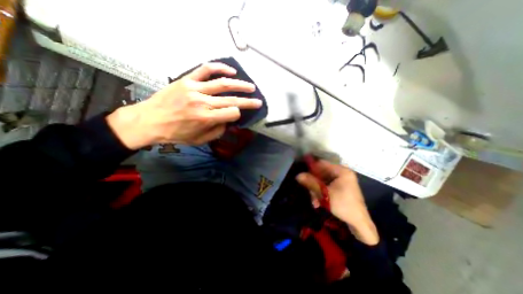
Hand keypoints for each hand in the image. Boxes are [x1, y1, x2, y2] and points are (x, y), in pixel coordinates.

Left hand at [105, 62, 261, 148]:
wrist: (149, 121)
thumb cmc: (176, 134)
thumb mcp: (200, 140)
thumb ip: (218, 131)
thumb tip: (228, 121)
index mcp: (206, 118)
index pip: (232, 113)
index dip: (238, 115)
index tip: (237, 116)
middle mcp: (203, 102)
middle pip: (232, 99)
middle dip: (248, 101)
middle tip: (258, 100)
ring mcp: (195, 89)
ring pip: (223, 83)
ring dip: (240, 84)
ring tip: (251, 86)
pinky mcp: (187, 80)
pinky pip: (205, 69)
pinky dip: (220, 68)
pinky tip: (231, 70)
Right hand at [296, 161, 377, 244]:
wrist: (359, 224)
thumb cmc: (343, 206)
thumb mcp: (324, 194)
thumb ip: (311, 183)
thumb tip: (298, 175)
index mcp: (341, 171)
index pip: (322, 164)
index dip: (311, 168)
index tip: (303, 175)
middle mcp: (342, 174)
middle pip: (322, 174)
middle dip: (314, 183)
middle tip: (309, 192)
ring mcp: (342, 181)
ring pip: (323, 182)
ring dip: (317, 190)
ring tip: (314, 201)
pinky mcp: (341, 189)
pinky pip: (328, 187)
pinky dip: (322, 193)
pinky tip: (318, 203)